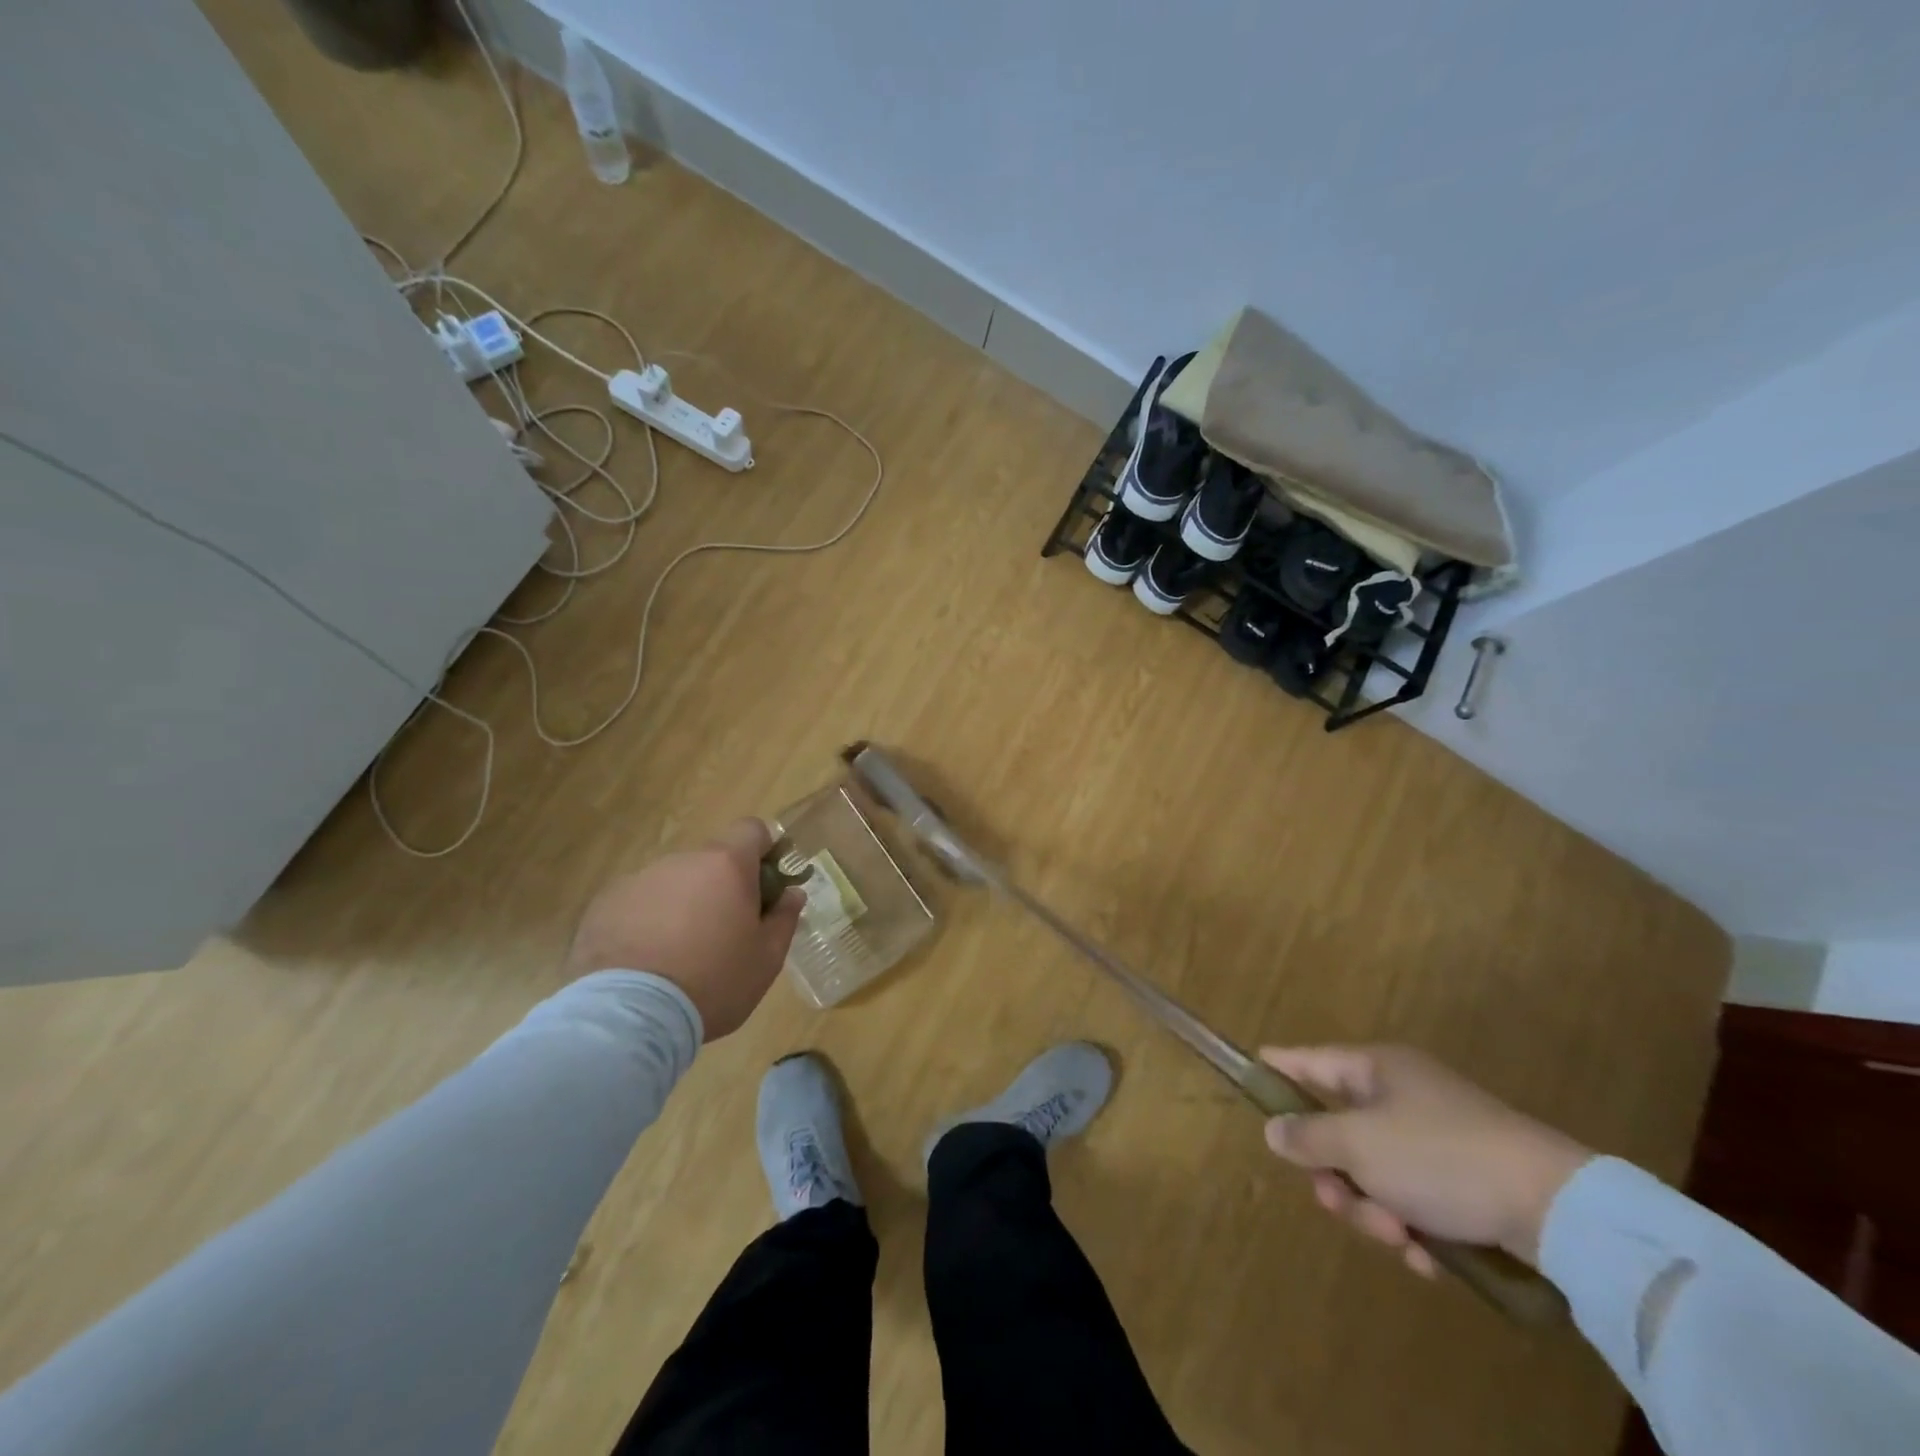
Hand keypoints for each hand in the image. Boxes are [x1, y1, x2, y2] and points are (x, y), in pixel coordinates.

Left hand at [564, 819, 803, 1039]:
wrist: (630, 1016)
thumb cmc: (714, 982)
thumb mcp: (767, 958)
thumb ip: (784, 918)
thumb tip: (792, 893)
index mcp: (726, 865)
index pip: (752, 829)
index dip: (764, 850)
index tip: (768, 883)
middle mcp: (682, 861)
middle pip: (711, 860)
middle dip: (722, 886)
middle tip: (725, 931)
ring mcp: (638, 880)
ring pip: (674, 882)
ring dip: (683, 904)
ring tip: (679, 954)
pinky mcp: (604, 905)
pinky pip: (638, 904)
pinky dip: (647, 922)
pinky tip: (645, 962)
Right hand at [1259, 1045, 1590, 1273]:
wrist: (1557, 1207)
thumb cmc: (1439, 1157)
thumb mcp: (1359, 1145)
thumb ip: (1307, 1136)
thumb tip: (1273, 1129)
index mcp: (1375, 1070)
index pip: (1309, 1060)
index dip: (1278, 1067)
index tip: (1250, 1070)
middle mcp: (1402, 1095)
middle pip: (1339, 1131)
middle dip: (1336, 1176)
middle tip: (1340, 1203)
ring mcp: (1436, 1137)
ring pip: (1375, 1173)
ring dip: (1375, 1210)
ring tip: (1401, 1239)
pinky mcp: (1465, 1179)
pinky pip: (1415, 1199)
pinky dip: (1413, 1228)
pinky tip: (1428, 1258)